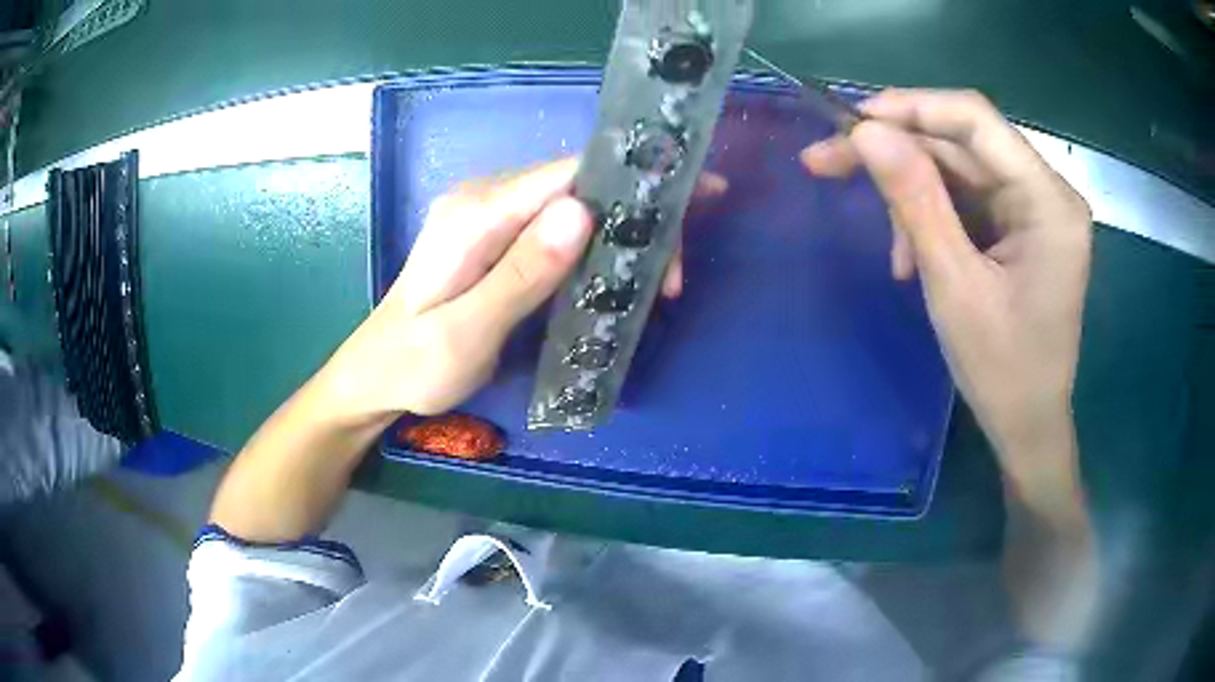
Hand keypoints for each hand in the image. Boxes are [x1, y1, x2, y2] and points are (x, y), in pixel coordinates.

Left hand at [322, 159, 724, 419]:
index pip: (568, 176)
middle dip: (635, 221)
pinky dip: (596, 247)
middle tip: (673, 277)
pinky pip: (556, 227)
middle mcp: (484, 200)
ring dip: (620, 236)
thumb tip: (581, 214)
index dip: (630, 185)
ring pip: (573, 206)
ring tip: (658, 282)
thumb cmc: (413, 367)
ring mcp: (488, 217)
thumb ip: (519, 276)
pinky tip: (619, 273)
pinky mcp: (495, 238)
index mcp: (476, 215)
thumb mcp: (464, 334)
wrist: (374, 377)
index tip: (685, 211)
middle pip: (577, 187)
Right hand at [801, 90, 1092, 487]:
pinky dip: (931, 218)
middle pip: (962, 143)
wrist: (1027, 427)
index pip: (975, 119)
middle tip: (827, 162)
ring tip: (893, 252)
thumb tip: (866, 131)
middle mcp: (1047, 191)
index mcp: (1048, 200)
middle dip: (897, 153)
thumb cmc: (1002, 371)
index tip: (850, 122)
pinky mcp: (1021, 227)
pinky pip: (967, 199)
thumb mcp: (954, 285)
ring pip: (959, 170)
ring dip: (912, 197)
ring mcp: (1035, 209)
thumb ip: (915, 200)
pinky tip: (912, 255)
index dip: (910, 108)